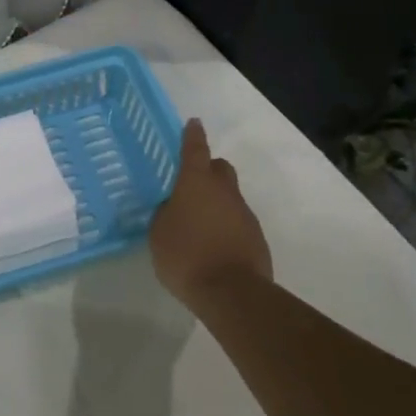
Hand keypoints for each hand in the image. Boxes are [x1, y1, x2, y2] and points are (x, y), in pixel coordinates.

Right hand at [149, 119, 272, 305]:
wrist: (232, 292)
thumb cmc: (186, 255)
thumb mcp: (159, 233)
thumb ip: (164, 214)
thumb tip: (172, 207)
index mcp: (196, 183)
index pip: (195, 149)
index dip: (193, 136)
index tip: (194, 123)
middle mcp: (224, 191)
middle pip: (219, 168)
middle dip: (208, 170)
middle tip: (191, 184)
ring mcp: (244, 213)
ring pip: (230, 196)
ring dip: (216, 201)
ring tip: (198, 223)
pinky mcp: (256, 236)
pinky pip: (237, 220)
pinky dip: (226, 224)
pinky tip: (213, 244)